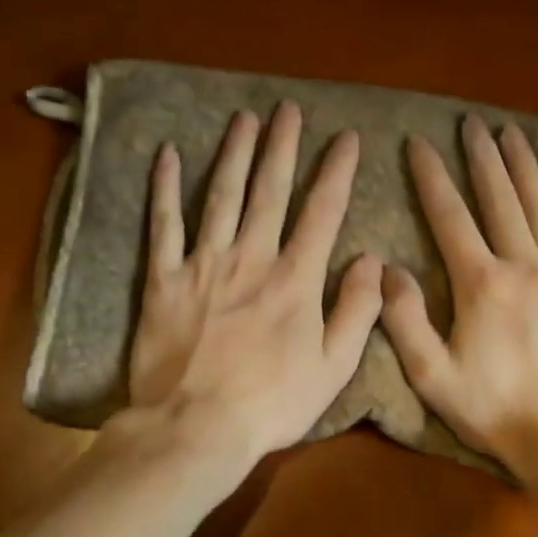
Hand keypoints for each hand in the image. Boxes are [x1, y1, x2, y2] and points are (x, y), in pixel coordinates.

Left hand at [128, 102, 382, 468]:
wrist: (194, 427)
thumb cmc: (271, 404)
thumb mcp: (333, 367)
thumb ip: (357, 310)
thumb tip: (373, 260)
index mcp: (295, 279)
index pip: (322, 212)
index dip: (336, 171)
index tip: (346, 138)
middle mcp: (251, 257)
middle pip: (269, 190)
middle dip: (281, 146)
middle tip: (287, 109)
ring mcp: (203, 263)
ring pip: (221, 195)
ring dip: (234, 153)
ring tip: (243, 119)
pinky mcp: (163, 278)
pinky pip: (164, 224)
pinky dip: (164, 187)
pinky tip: (166, 154)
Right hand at [380, 116, 537, 477]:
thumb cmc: (495, 411)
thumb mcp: (432, 375)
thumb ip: (405, 319)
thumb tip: (386, 269)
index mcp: (480, 284)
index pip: (449, 217)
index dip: (431, 176)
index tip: (419, 143)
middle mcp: (524, 266)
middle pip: (499, 200)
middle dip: (482, 158)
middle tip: (472, 123)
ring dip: (526, 168)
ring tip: (513, 133)